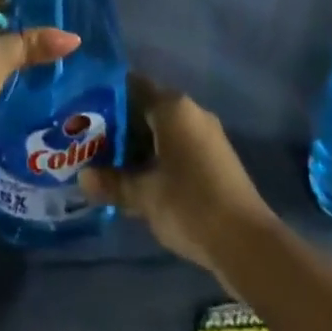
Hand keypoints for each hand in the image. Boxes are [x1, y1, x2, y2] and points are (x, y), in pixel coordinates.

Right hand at [79, 74, 277, 276]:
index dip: (108, 98)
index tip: (86, 113)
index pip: (132, 86)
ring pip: (165, 130)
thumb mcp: (144, 196)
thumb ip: (112, 183)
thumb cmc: (190, 205)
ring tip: (114, 166)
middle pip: (148, 109)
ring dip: (142, 146)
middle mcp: (191, 111)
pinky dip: (161, 158)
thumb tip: (82, 179)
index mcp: (172, 106)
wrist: (248, 244)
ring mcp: (208, 135)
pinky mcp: (218, 159)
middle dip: (122, 126)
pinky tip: (146, 182)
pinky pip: (181, 146)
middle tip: (94, 144)